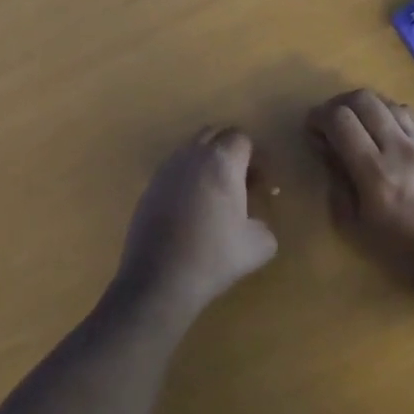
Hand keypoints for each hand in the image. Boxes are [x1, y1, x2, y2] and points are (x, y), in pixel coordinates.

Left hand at [110, 127, 278, 323]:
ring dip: (207, 163)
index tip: (261, 184)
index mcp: (221, 161)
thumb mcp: (259, 245)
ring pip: (190, 150)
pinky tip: (192, 210)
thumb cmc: (214, 256)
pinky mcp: (148, 187)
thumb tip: (255, 222)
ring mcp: (165, 169)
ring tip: (216, 197)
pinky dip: (187, 178)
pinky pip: (173, 169)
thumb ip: (264, 224)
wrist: (160, 278)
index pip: (241, 138)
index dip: (255, 158)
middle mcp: (190, 155)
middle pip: (214, 134)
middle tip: (242, 183)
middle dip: (230, 151)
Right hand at [305, 89, 413, 283]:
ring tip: (359, 126)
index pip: (340, 119)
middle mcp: (400, 148)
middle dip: (339, 104)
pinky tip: (387, 133)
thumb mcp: (356, 226)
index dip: (319, 117)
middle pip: (364, 99)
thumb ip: (338, 182)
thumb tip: (326, 150)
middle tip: (332, 123)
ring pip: (389, 102)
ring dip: (366, 107)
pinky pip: (411, 115)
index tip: (312, 129)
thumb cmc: (403, 251)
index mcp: (374, 172)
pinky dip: (390, 115)